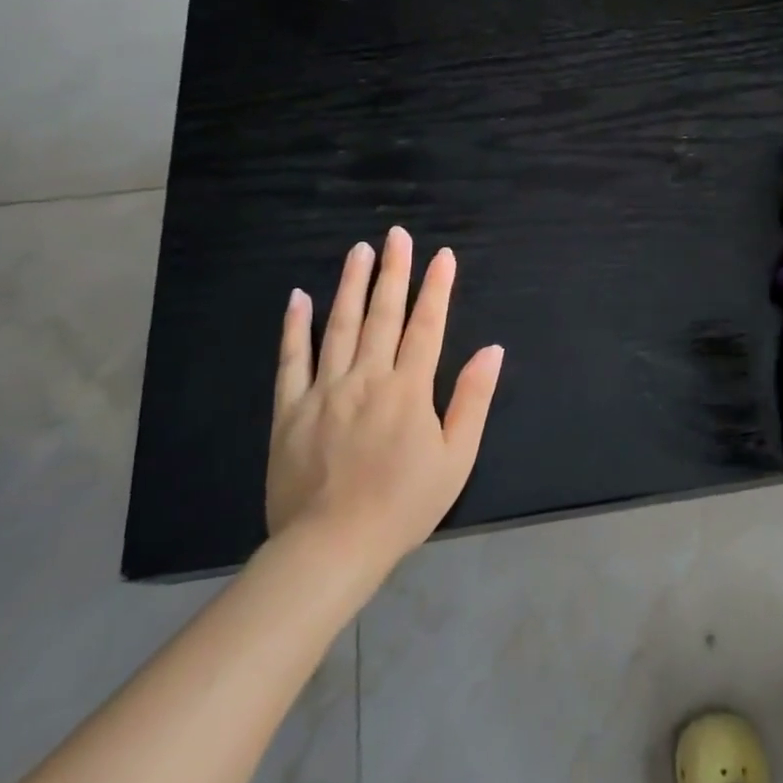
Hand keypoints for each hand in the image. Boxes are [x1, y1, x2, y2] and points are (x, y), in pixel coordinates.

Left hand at [268, 226, 504, 574]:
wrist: (331, 547)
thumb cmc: (404, 505)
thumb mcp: (456, 458)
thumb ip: (473, 400)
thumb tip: (492, 351)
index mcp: (409, 389)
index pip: (427, 326)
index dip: (437, 288)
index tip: (443, 256)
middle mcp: (366, 378)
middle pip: (383, 315)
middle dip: (393, 271)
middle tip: (396, 235)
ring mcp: (324, 391)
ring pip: (339, 326)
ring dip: (351, 285)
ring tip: (359, 250)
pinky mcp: (290, 410)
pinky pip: (291, 360)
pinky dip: (295, 327)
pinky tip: (299, 298)